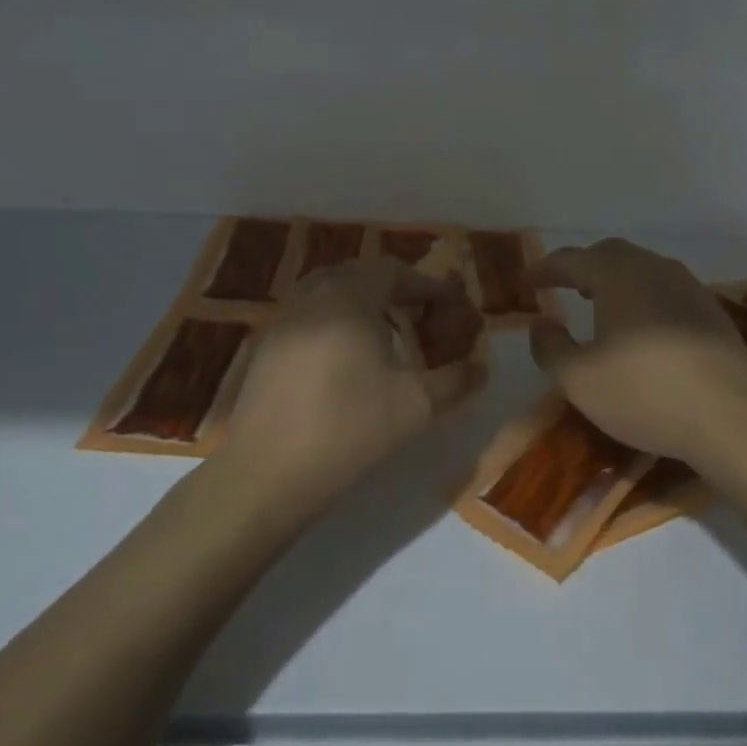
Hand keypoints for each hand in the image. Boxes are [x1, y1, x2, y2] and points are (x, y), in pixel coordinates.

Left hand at [221, 259, 485, 517]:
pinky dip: (336, 319)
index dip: (429, 286)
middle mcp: (312, 294)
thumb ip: (456, 381)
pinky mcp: (265, 344)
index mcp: (349, 297)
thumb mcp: (416, 406)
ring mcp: (283, 317)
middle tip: (423, 316)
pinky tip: (347, 357)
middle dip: (397, 290)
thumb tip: (481, 367)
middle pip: (362, 274)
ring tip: (388, 334)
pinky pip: (309, 313)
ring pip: (331, 290)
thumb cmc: (349, 429)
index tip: (453, 307)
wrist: (267, 473)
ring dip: (365, 302)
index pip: (396, 271)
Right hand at [525, 238, 746, 469]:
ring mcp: (689, 287)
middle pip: (610, 254)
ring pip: (642, 269)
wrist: (733, 419)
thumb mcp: (579, 380)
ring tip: (600, 305)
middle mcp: (654, 268)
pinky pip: (666, 289)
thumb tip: (540, 324)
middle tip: (564, 287)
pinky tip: (643, 328)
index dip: (544, 269)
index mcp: (617, 275)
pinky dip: (643, 297)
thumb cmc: (645, 393)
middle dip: (582, 266)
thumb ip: (550, 347)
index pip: (571, 259)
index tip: (525, 282)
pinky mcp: (711, 311)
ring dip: (615, 280)